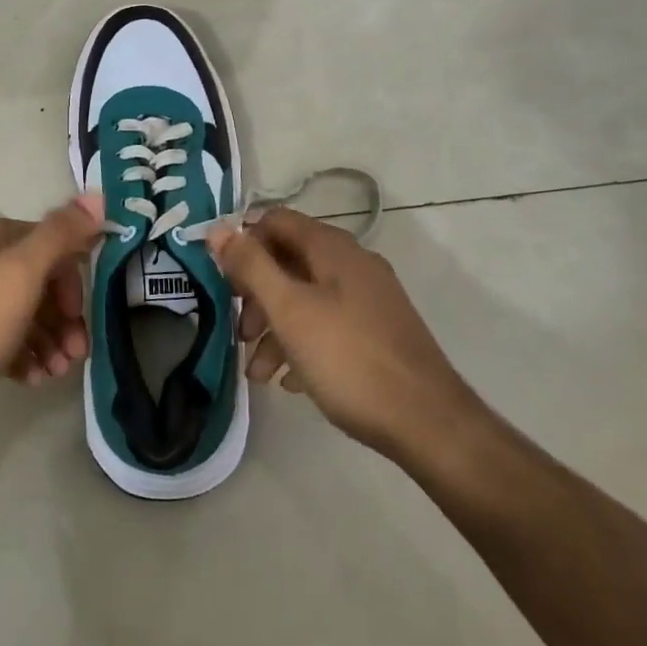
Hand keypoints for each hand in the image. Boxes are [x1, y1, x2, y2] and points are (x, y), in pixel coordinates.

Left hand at [0, 195, 102, 427]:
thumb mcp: (23, 273)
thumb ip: (61, 233)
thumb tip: (98, 196)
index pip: (52, 246)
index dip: (72, 283)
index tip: (80, 320)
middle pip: (40, 282)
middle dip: (64, 319)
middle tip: (76, 356)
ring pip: (25, 312)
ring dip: (49, 341)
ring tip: (56, 373)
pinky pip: (4, 336)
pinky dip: (24, 354)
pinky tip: (31, 378)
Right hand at [207, 208, 480, 460]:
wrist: (429, 425)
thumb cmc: (349, 359)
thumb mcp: (289, 310)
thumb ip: (250, 266)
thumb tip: (216, 228)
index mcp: (332, 249)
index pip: (274, 221)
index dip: (243, 244)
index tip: (222, 282)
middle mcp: (353, 264)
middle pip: (288, 261)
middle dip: (256, 295)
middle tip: (240, 333)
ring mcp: (369, 299)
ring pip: (307, 298)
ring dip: (275, 327)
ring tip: (258, 372)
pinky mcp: (379, 333)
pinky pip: (329, 325)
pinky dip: (303, 344)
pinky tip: (292, 381)